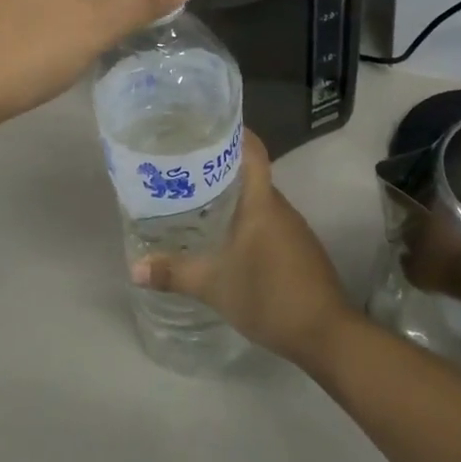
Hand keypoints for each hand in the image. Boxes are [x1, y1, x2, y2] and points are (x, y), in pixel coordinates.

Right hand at [133, 132, 351, 368]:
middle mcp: (280, 207)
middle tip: (183, 167)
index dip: (233, 132)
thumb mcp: (214, 286)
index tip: (204, 126)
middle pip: (250, 173)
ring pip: (258, 200)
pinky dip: (245, 220)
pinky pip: (268, 221)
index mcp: (262, 202)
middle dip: (219, 167)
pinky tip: (224, 236)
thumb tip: (134, 269)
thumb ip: (174, 273)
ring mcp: (293, 229)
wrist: (326, 335)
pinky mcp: (299, 249)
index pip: (252, 150)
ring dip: (232, 196)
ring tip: (195, 199)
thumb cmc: (269, 296)